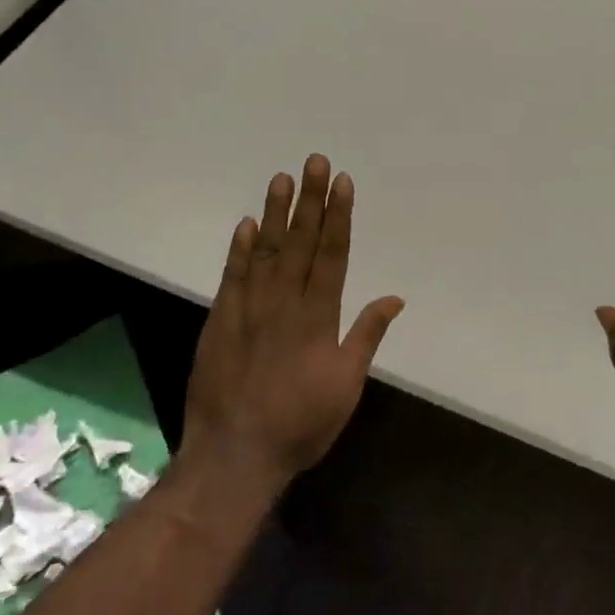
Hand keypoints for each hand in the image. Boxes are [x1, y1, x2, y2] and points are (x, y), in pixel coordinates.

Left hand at [182, 154, 404, 494]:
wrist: (235, 453)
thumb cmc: (301, 424)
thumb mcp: (347, 386)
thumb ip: (367, 337)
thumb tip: (394, 298)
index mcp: (319, 318)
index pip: (332, 254)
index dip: (338, 216)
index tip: (341, 183)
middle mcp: (284, 303)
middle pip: (300, 242)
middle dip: (310, 200)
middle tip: (314, 161)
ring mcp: (248, 308)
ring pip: (265, 251)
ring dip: (274, 213)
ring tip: (281, 178)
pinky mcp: (220, 321)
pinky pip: (232, 276)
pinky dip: (239, 249)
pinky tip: (246, 224)